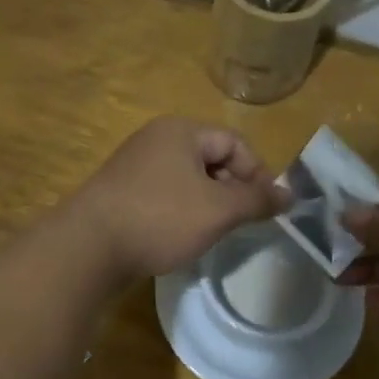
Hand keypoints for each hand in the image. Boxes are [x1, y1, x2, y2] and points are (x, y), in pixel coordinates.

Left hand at [69, 118, 288, 280]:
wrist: (88, 247)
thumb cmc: (160, 218)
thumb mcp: (218, 210)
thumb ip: (257, 200)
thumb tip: (290, 195)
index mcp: (181, 131)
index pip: (235, 143)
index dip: (257, 173)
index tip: (266, 209)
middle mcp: (156, 139)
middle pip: (211, 158)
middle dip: (233, 189)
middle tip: (241, 223)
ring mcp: (135, 165)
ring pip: (188, 179)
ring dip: (208, 203)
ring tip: (214, 232)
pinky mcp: (121, 192)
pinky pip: (165, 195)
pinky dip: (182, 212)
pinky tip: (182, 236)